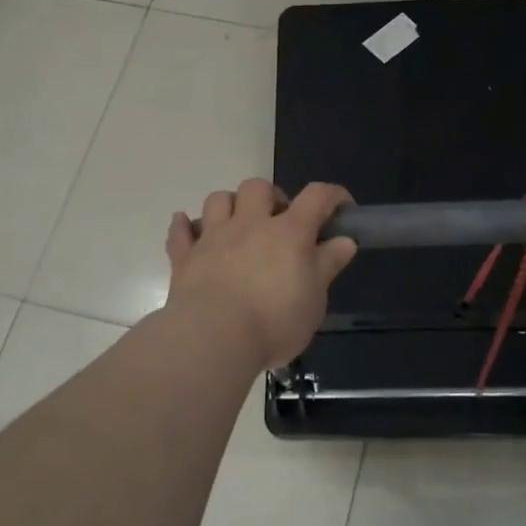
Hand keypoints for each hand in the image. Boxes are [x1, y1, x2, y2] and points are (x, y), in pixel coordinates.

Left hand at [165, 180, 357, 368]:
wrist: (214, 339)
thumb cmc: (274, 322)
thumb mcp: (315, 299)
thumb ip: (327, 265)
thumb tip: (344, 240)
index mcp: (289, 232)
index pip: (317, 196)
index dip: (333, 195)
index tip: (342, 208)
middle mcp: (250, 224)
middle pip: (258, 186)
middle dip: (270, 197)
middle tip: (278, 222)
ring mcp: (213, 238)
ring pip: (218, 199)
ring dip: (230, 205)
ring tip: (238, 225)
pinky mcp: (185, 257)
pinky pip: (180, 230)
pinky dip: (185, 226)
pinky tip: (190, 229)